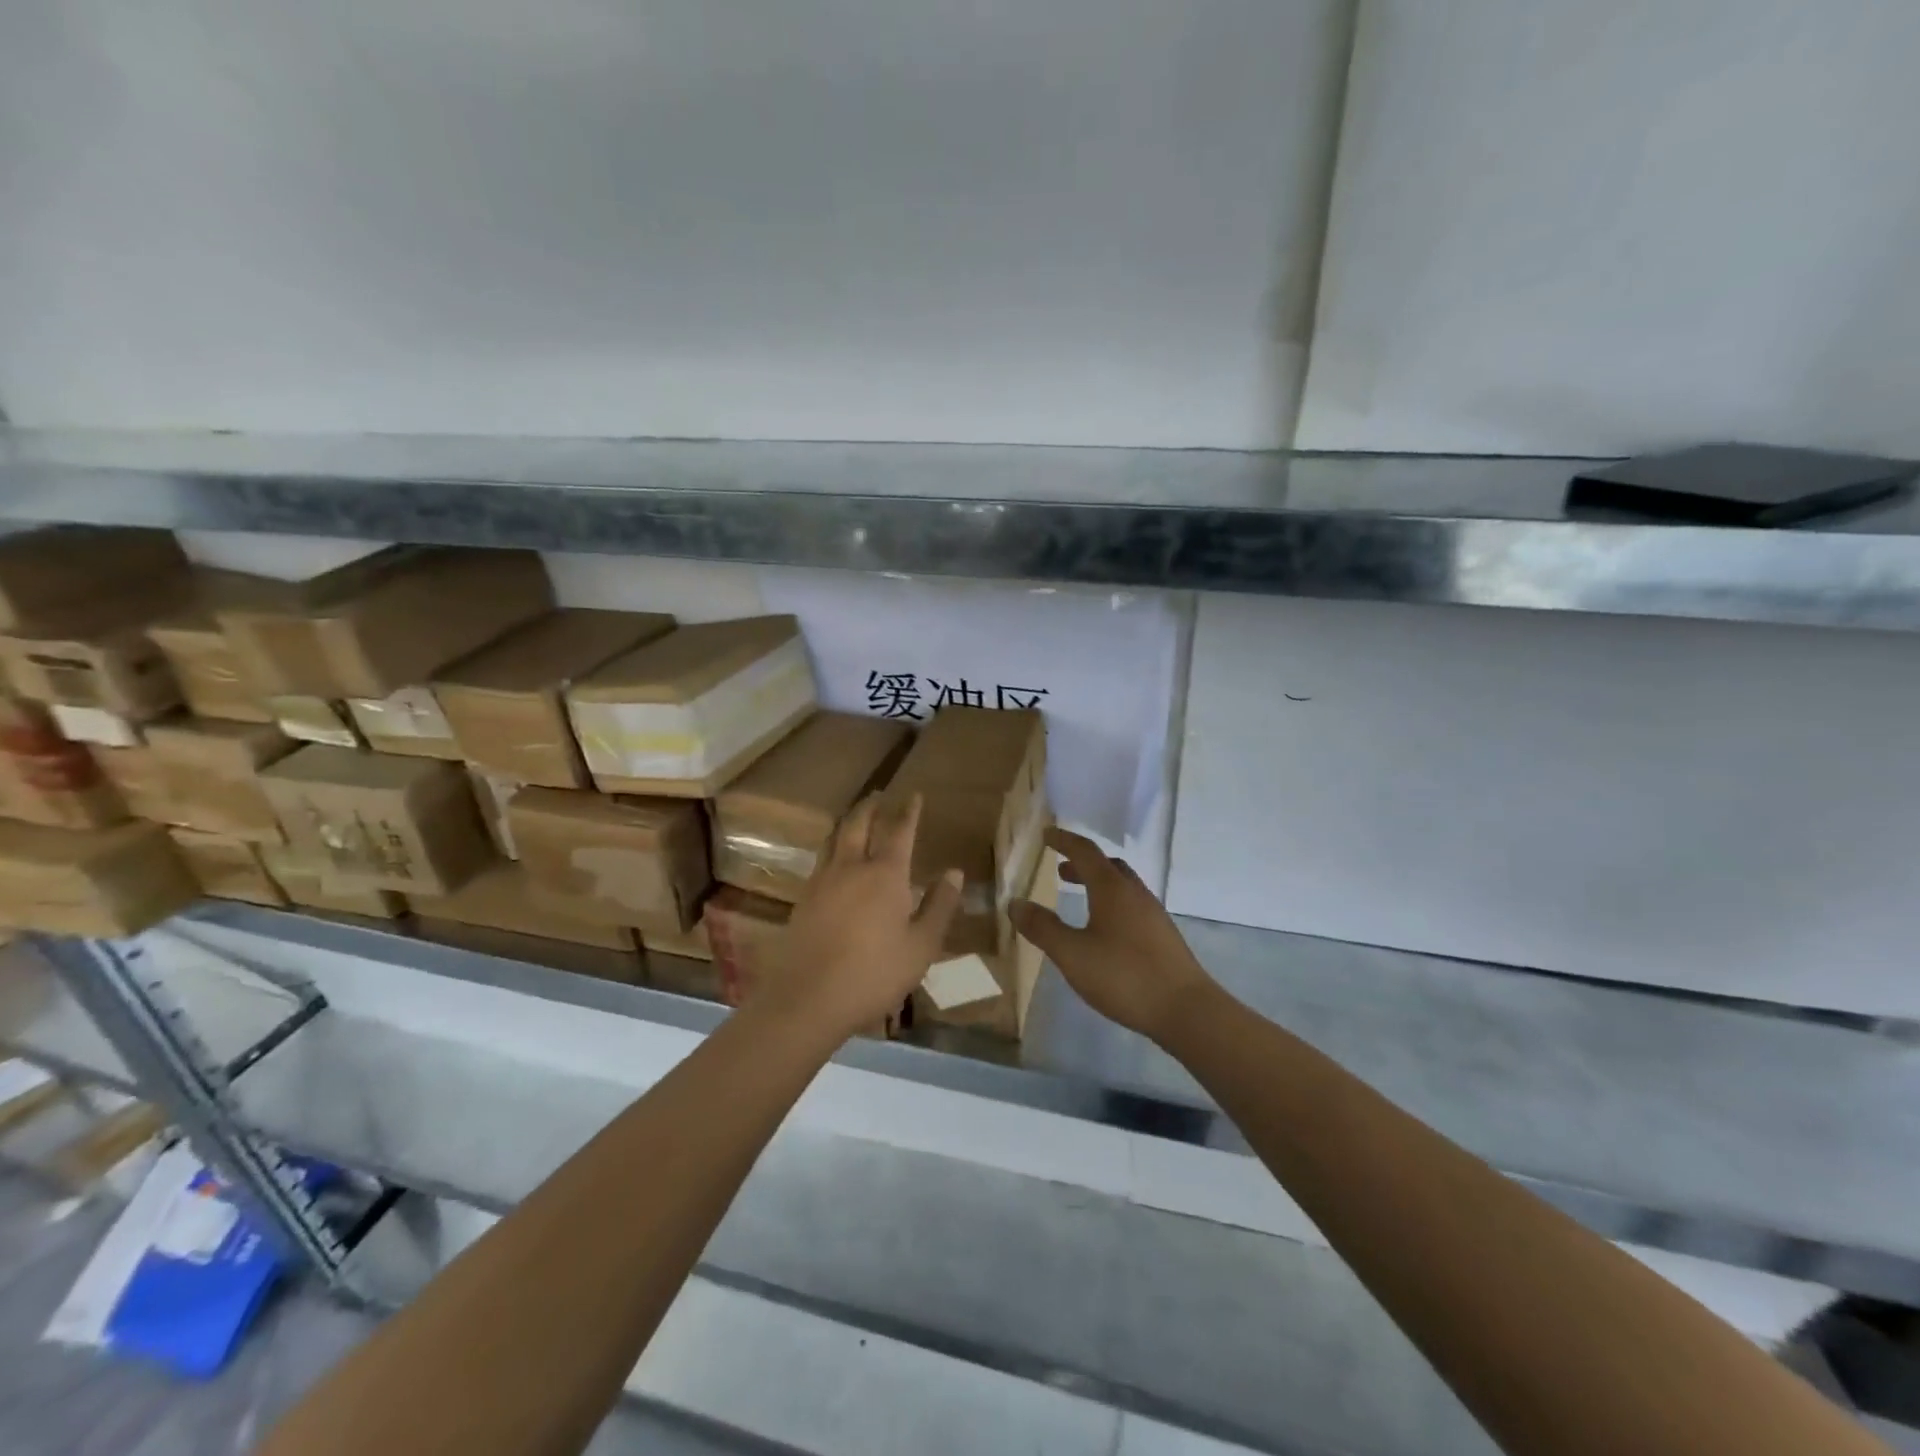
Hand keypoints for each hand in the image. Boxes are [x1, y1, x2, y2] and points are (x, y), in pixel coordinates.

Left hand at [761, 794, 962, 1042]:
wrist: (808, 999)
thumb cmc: (874, 974)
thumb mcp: (921, 946)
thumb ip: (939, 906)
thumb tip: (955, 872)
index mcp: (885, 874)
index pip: (899, 831)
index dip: (909, 812)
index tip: (915, 795)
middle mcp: (852, 867)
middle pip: (859, 824)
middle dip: (871, 807)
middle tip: (880, 795)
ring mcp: (822, 882)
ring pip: (835, 839)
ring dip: (848, 822)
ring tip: (855, 818)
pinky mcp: (804, 900)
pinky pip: (822, 860)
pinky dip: (833, 848)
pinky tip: (835, 861)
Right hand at [1010, 827, 1216, 1042]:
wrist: (1186, 1009)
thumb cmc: (1124, 976)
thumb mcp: (1072, 954)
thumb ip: (1042, 928)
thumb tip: (1015, 903)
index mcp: (1112, 889)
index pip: (1084, 851)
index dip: (1063, 840)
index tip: (1046, 834)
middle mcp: (1135, 893)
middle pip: (1107, 866)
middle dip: (1081, 864)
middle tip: (1060, 871)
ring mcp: (1153, 914)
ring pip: (1122, 886)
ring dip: (1098, 884)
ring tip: (1079, 899)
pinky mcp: (1162, 936)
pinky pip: (1132, 906)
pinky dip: (1111, 903)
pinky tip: (1104, 931)